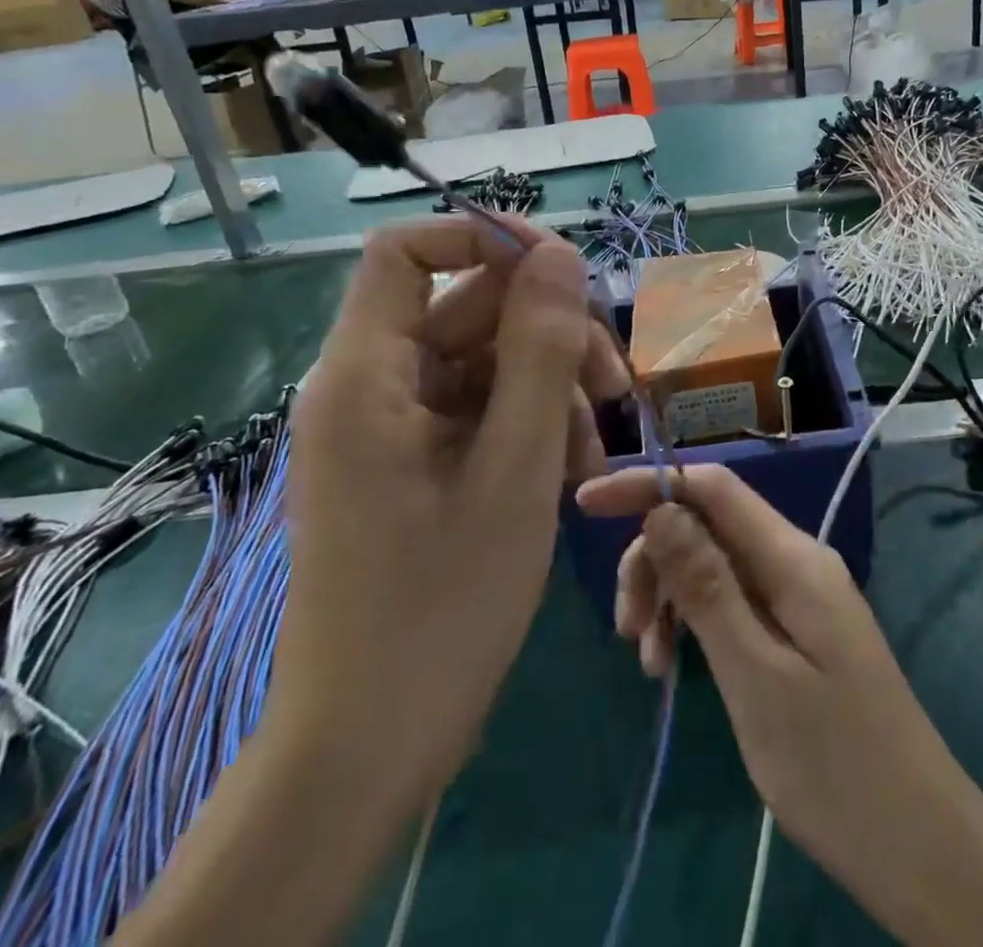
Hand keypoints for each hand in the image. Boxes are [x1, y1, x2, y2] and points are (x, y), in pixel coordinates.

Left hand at [273, 220, 627, 812]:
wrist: (371, 743)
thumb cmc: (440, 607)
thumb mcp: (515, 467)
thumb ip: (540, 349)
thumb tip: (559, 253)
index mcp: (367, 373)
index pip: (408, 249)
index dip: (484, 239)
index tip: (561, 272)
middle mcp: (372, 385)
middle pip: (469, 309)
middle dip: (550, 335)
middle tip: (615, 390)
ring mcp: (394, 426)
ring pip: (487, 361)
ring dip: (552, 390)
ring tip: (597, 453)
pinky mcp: (415, 460)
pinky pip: (481, 410)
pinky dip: (532, 427)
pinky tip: (572, 474)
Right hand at [574, 465, 957, 902]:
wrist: (919, 841)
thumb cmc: (834, 765)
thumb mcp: (756, 676)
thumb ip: (708, 586)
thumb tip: (662, 507)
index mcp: (793, 558)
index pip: (713, 488)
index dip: (650, 484)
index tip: (586, 503)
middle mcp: (797, 560)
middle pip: (708, 526)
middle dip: (655, 560)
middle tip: (626, 629)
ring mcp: (800, 596)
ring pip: (715, 564)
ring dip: (671, 597)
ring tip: (648, 661)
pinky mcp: (798, 630)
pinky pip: (733, 601)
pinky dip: (695, 623)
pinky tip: (674, 665)